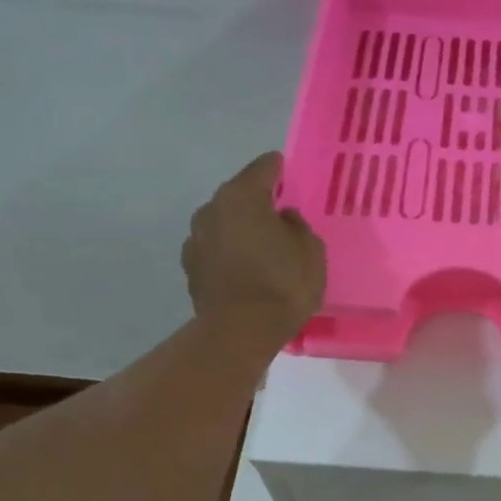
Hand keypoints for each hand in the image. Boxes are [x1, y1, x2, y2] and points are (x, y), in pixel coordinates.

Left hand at [182, 152, 326, 349]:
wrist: (240, 332)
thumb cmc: (283, 283)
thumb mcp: (310, 249)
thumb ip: (297, 225)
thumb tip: (283, 218)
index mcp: (242, 196)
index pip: (263, 168)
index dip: (277, 168)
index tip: (286, 169)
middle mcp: (212, 209)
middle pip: (238, 195)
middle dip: (257, 201)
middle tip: (279, 212)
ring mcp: (196, 239)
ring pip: (224, 223)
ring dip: (241, 228)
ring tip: (262, 244)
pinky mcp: (191, 268)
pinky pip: (216, 249)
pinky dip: (230, 252)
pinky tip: (246, 267)